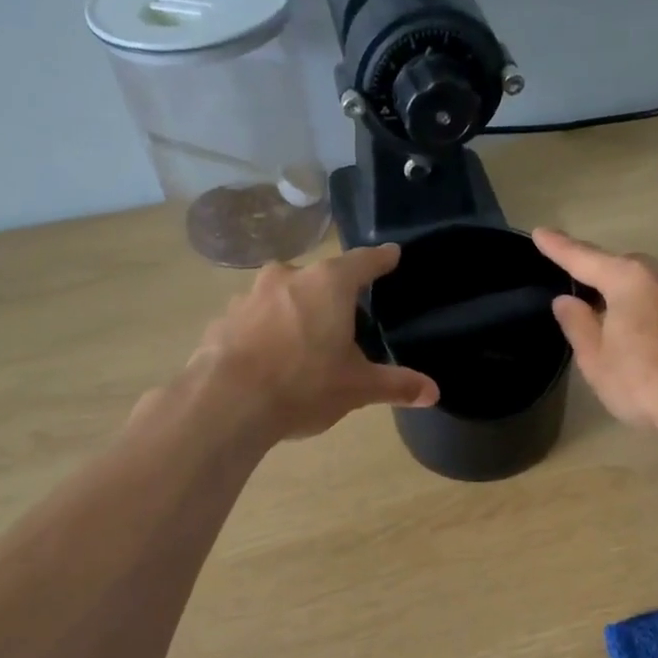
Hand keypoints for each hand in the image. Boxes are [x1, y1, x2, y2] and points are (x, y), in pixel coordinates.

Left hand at [179, 246, 439, 440]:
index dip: (381, 260)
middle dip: (333, 295)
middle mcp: (289, 277)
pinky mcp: (224, 318)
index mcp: (328, 284)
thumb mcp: (357, 388)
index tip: (392, 254)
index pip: (364, 262)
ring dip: (296, 312)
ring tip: (305, 345)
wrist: (226, 402)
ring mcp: (250, 295)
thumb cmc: (304, 385)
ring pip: (284, 296)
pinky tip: (270, 360)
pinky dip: (267, 332)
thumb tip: (433, 392)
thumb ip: (396, 385)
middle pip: (320, 279)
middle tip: (346, 321)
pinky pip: (256, 319)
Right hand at [533, 229, 657, 435]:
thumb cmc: (644, 383)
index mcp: (630, 280)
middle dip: (602, 278)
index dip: (559, 248)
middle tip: (584, 302)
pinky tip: (653, 342)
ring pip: (653, 286)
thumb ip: (578, 324)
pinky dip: (656, 314)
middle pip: (624, 269)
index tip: (541, 233)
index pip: (585, 258)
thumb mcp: (596, 359)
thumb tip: (567, 301)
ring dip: (633, 298)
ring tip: (620, 328)